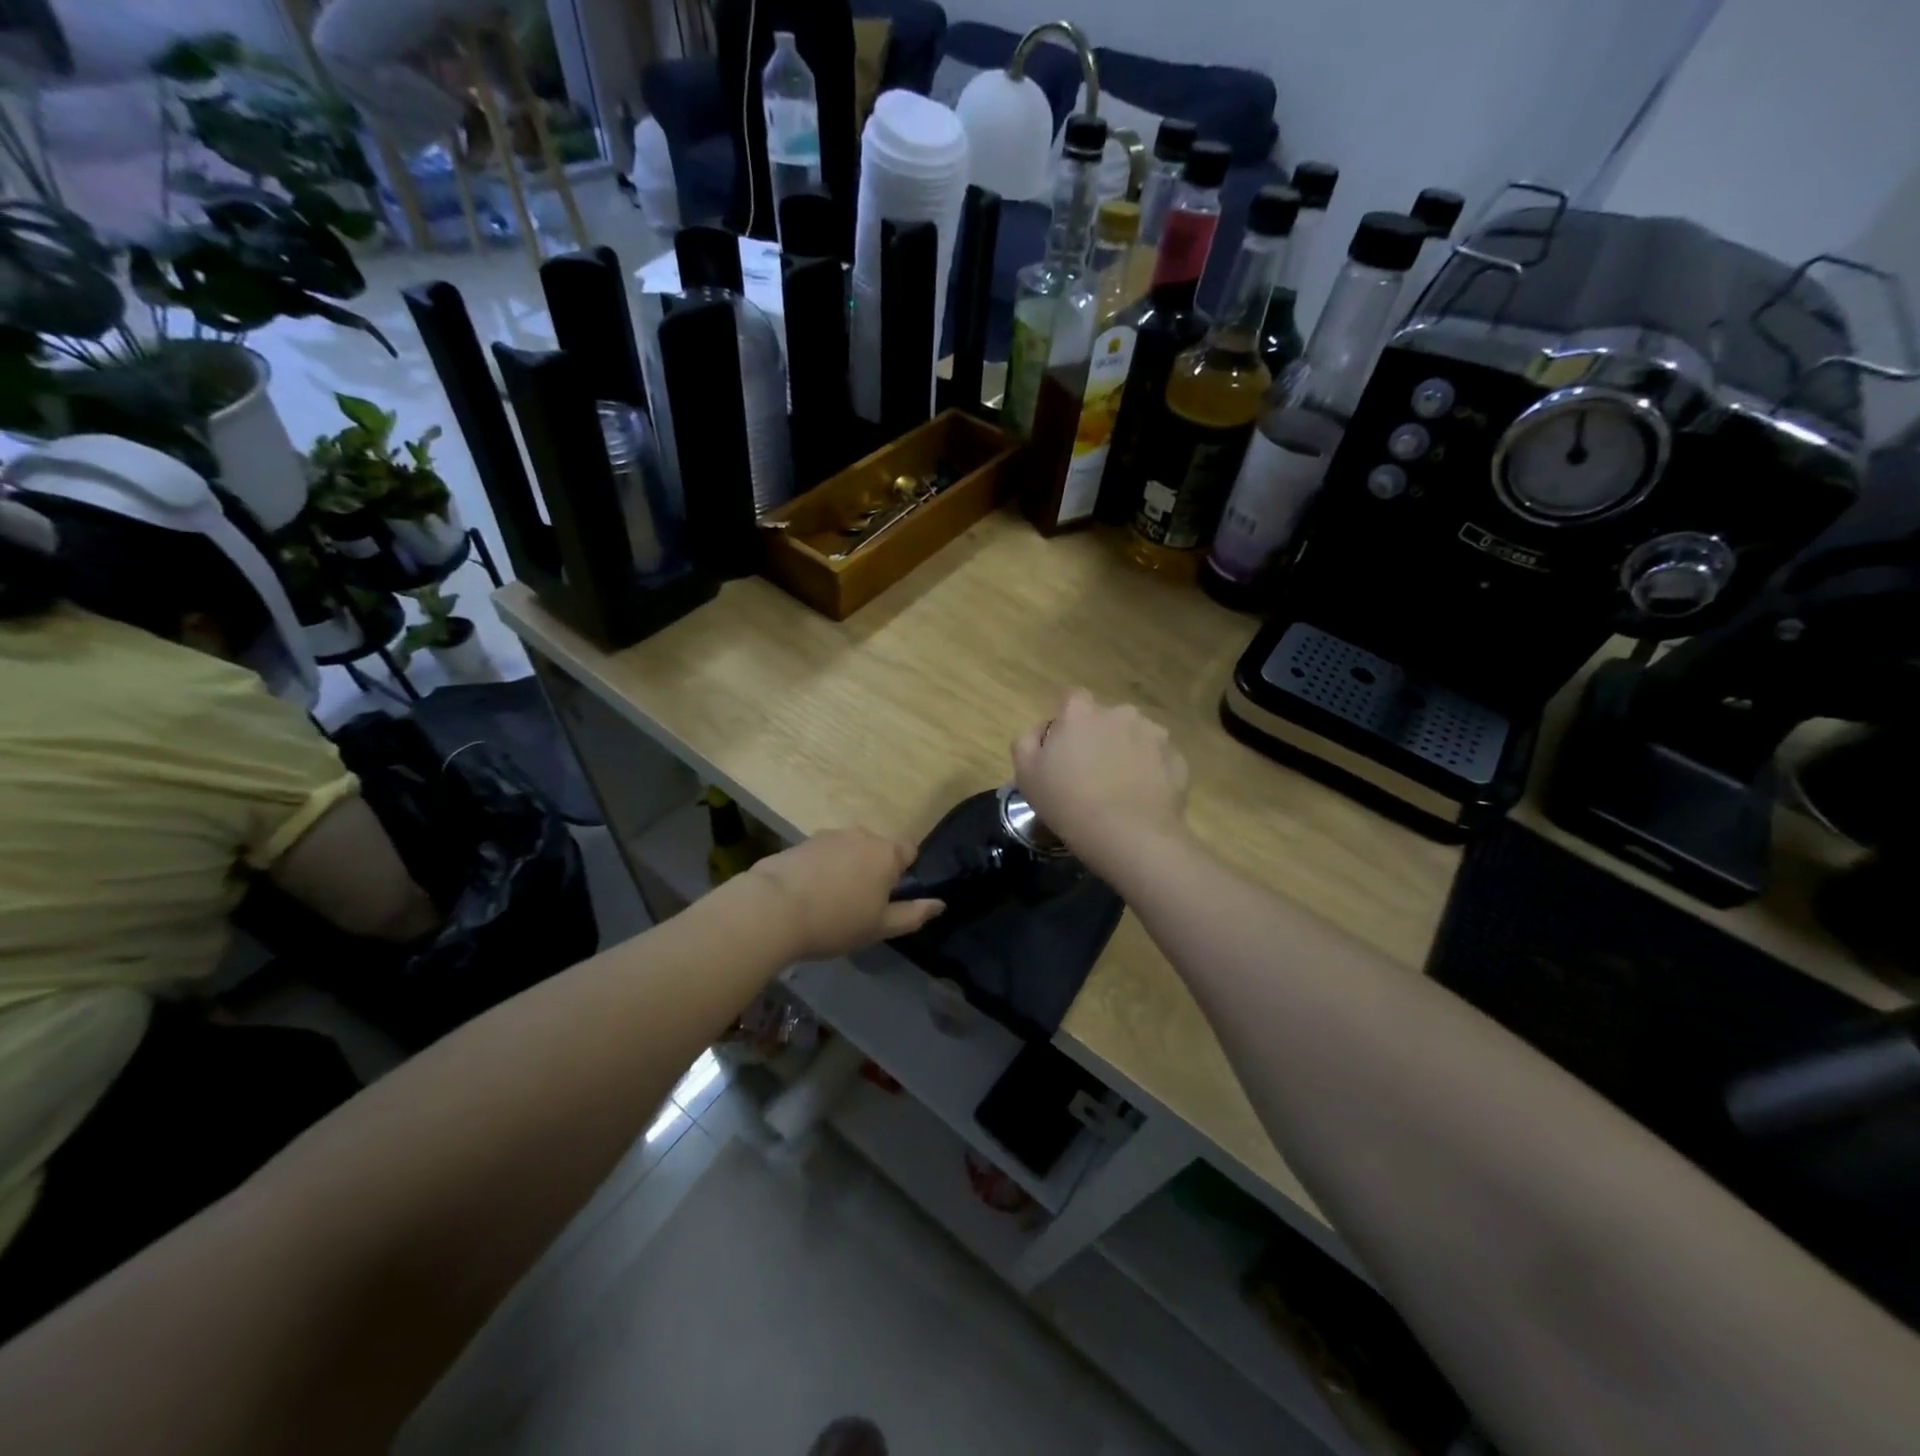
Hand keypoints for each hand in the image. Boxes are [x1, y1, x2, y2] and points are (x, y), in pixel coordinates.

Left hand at [746, 828, 943, 958]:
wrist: (772, 909)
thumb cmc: (836, 921)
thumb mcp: (880, 927)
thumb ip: (913, 914)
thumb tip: (940, 904)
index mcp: (886, 852)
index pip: (909, 849)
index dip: (903, 872)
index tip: (888, 897)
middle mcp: (860, 834)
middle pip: (877, 848)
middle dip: (873, 870)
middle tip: (859, 905)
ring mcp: (828, 835)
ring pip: (848, 850)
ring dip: (846, 868)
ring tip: (829, 902)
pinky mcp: (800, 842)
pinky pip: (822, 854)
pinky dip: (821, 869)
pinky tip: (807, 895)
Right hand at [1012, 690, 1189, 876]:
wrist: (1128, 836)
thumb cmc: (1068, 803)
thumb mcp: (1025, 774)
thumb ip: (1027, 741)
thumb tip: (1043, 730)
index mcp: (1081, 713)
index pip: (1073, 700)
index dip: (1068, 723)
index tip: (1064, 750)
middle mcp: (1120, 713)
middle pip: (1107, 719)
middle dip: (1101, 737)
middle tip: (1092, 773)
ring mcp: (1154, 734)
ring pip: (1136, 737)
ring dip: (1128, 752)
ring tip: (1121, 788)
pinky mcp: (1177, 759)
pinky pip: (1158, 760)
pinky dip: (1151, 773)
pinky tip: (1141, 799)